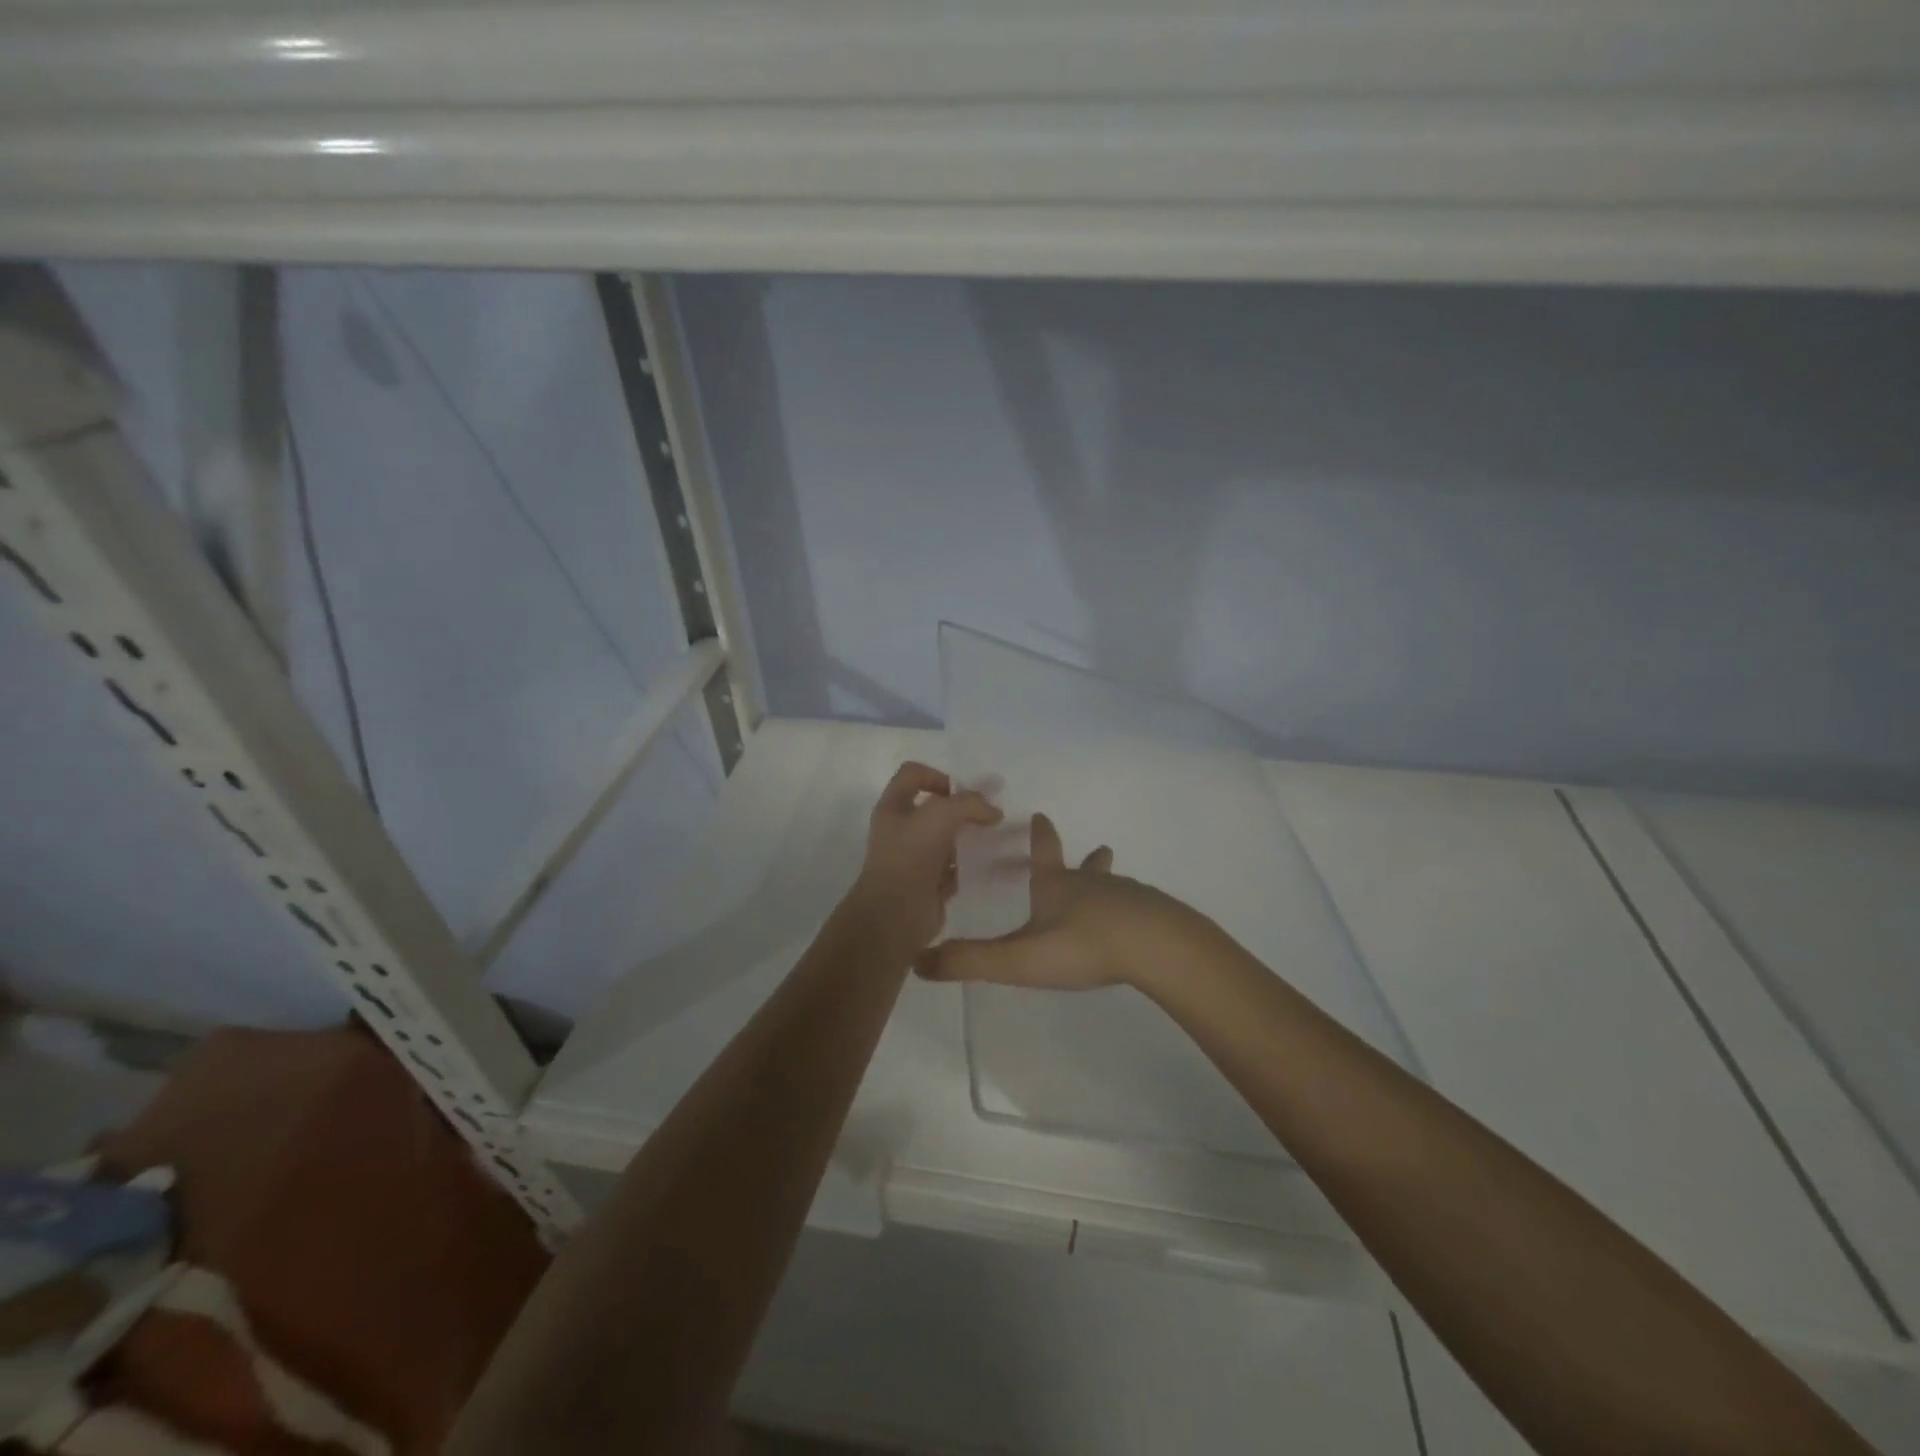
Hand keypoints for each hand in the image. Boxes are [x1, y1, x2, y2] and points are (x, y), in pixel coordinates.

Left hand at [840, 761, 1001, 959]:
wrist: (896, 914)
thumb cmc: (911, 855)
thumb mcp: (941, 814)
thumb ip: (970, 804)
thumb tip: (994, 813)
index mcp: (894, 807)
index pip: (913, 774)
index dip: (937, 775)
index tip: (961, 792)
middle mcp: (902, 830)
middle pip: (934, 808)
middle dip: (962, 808)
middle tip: (989, 815)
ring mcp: (915, 858)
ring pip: (947, 838)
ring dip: (970, 837)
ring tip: (996, 838)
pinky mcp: (930, 883)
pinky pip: (956, 868)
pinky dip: (972, 865)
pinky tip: (992, 864)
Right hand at [914, 812, 1198, 991]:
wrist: (1154, 946)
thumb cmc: (1081, 944)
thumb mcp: (1018, 958)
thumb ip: (970, 961)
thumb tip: (917, 962)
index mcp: (1056, 885)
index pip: (1043, 852)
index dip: (1039, 835)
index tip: (1040, 814)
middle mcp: (1091, 883)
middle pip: (1087, 864)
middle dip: (1086, 858)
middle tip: (1098, 849)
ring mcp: (1127, 897)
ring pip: (1115, 885)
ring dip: (1109, 882)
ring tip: (1114, 888)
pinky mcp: (1154, 916)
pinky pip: (1139, 909)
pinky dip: (1132, 911)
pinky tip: (1136, 927)